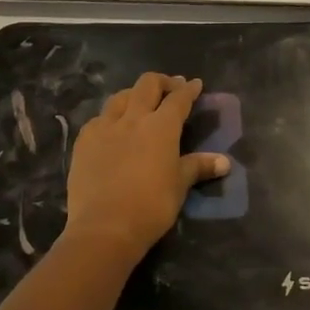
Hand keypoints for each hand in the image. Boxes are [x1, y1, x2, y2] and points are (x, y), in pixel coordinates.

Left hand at [64, 73, 230, 264]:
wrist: (104, 227)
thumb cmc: (151, 206)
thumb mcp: (179, 186)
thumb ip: (199, 167)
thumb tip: (225, 162)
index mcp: (161, 126)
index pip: (179, 99)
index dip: (189, 90)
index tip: (195, 84)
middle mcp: (133, 118)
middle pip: (147, 85)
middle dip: (162, 82)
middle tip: (171, 88)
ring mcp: (105, 127)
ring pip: (120, 96)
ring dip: (134, 94)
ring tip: (140, 103)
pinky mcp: (84, 141)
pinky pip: (99, 118)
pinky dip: (111, 117)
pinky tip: (112, 127)